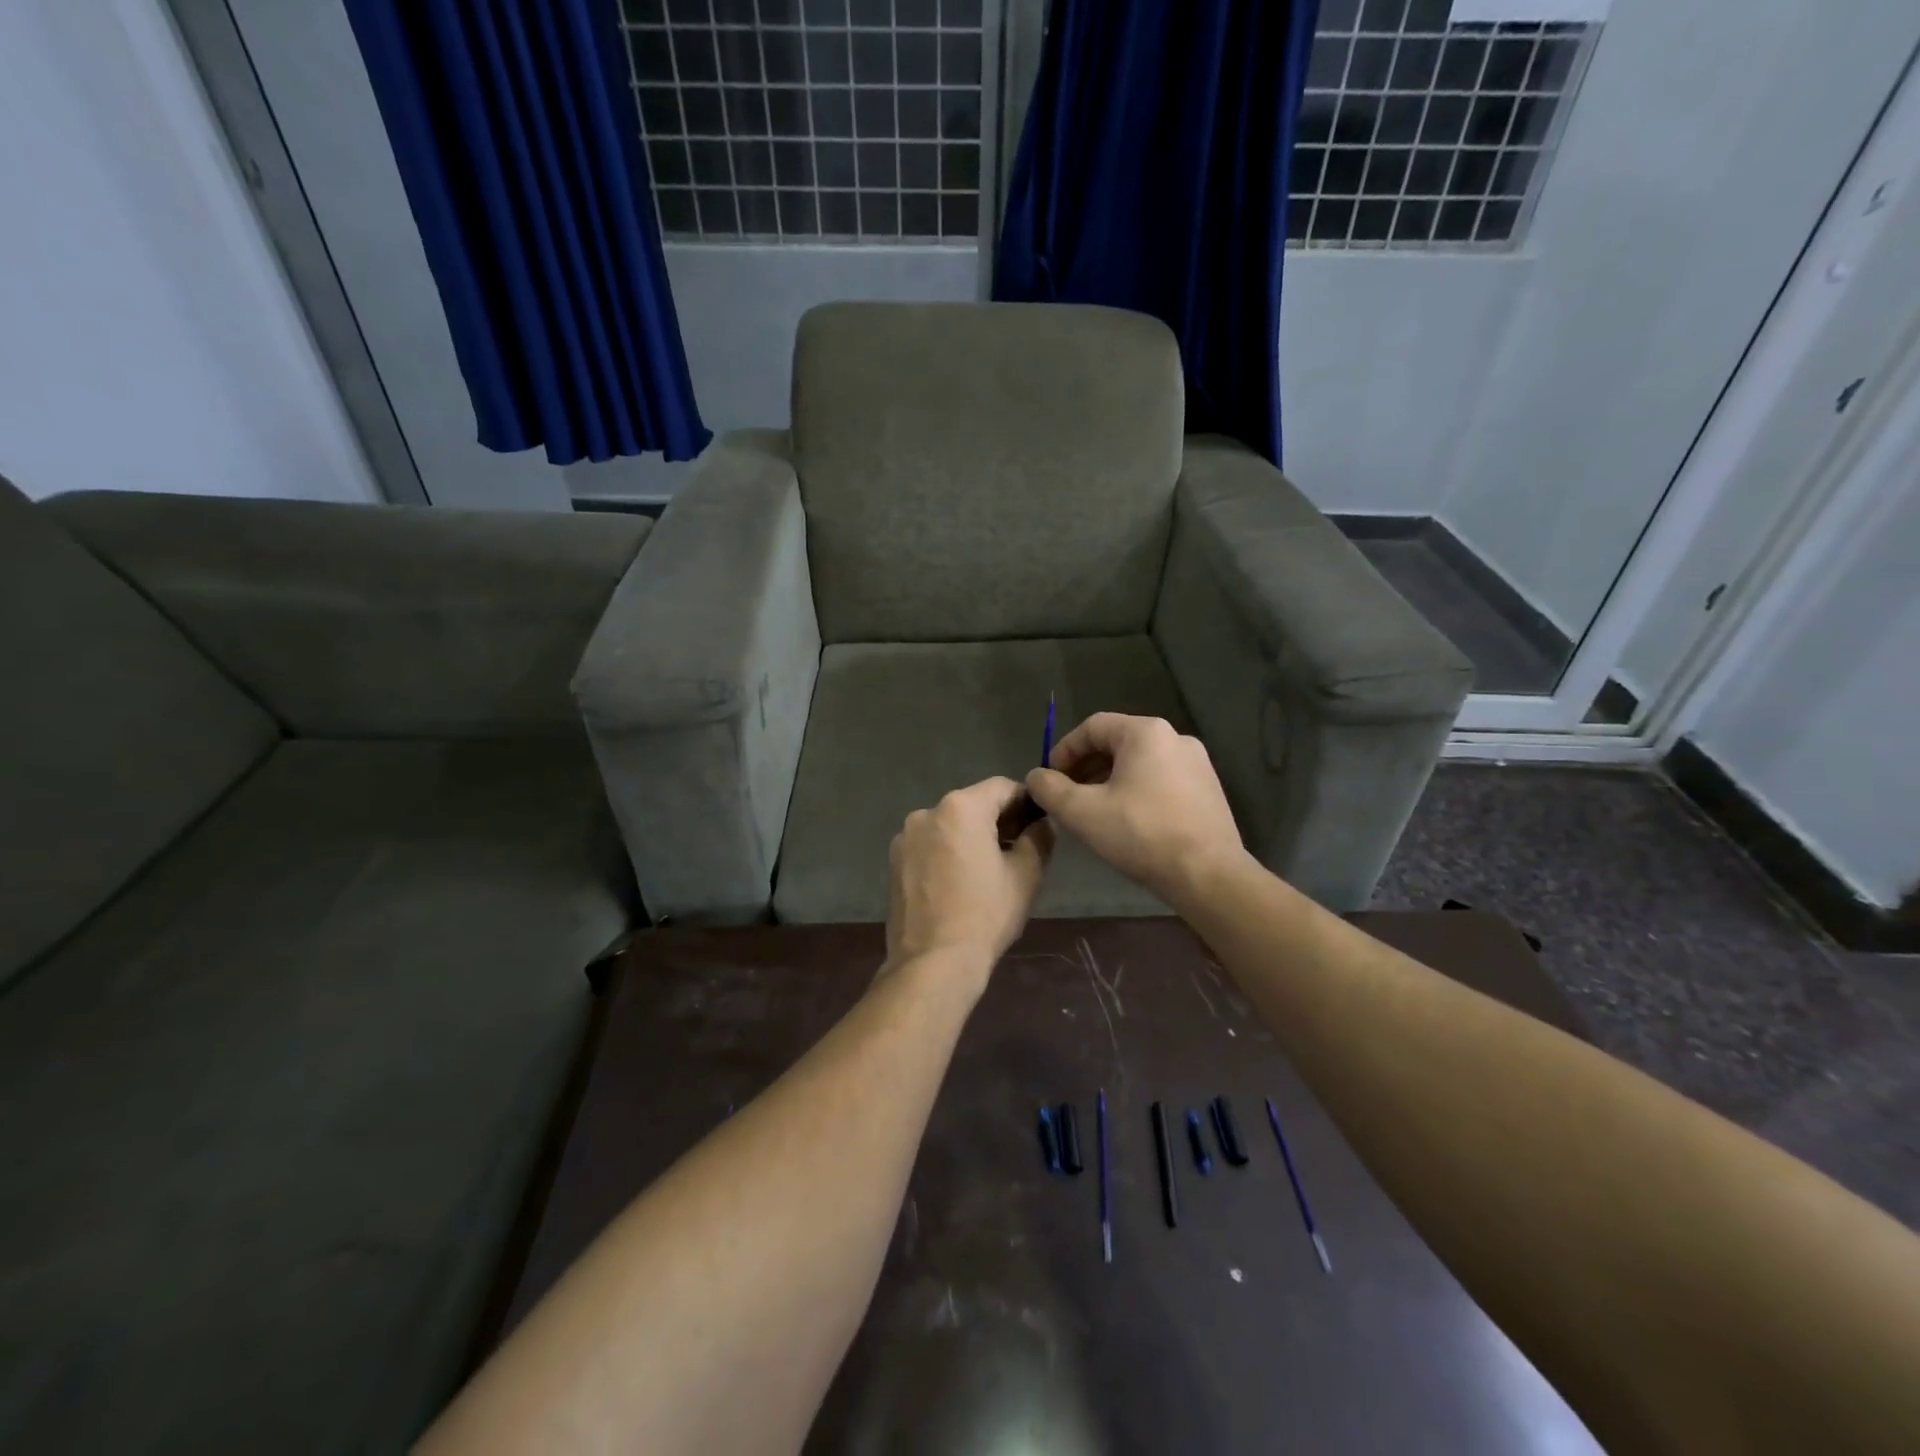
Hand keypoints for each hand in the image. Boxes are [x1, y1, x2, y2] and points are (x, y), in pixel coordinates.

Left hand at [885, 777, 1053, 978]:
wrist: (933, 962)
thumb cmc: (985, 914)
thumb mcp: (1026, 874)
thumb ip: (1038, 838)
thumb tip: (1042, 824)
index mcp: (960, 807)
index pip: (1002, 787)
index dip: (1025, 802)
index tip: (1039, 824)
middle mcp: (927, 812)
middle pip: (972, 805)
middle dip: (998, 820)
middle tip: (1020, 848)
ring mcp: (905, 837)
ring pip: (949, 826)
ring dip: (970, 837)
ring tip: (988, 870)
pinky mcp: (894, 862)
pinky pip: (930, 845)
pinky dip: (948, 853)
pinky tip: (960, 882)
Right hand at [1025, 713, 1246, 906]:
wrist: (1208, 874)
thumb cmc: (1141, 834)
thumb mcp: (1082, 812)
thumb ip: (1050, 789)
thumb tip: (1036, 777)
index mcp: (1145, 733)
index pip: (1092, 727)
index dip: (1064, 751)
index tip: (1050, 780)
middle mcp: (1175, 738)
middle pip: (1117, 743)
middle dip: (1085, 768)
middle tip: (1067, 797)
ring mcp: (1197, 763)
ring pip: (1139, 763)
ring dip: (1109, 781)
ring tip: (1093, 812)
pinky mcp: (1208, 789)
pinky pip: (1161, 779)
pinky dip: (1136, 791)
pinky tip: (1127, 822)